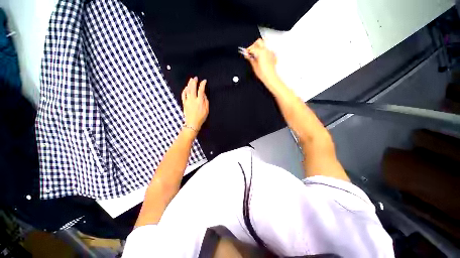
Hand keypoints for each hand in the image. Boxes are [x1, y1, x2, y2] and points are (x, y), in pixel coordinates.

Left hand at [181, 77, 208, 132]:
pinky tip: (186, 87)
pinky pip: (183, 94)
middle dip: (194, 82)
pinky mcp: (184, 103)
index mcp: (200, 101)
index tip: (204, 81)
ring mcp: (187, 100)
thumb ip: (206, 101)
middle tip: (195, 77)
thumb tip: (204, 94)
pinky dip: (184, 90)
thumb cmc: (201, 117)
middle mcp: (193, 99)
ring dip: (189, 84)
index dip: (202, 84)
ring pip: (187, 90)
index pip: (201, 90)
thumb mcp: (207, 110)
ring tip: (191, 80)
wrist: (192, 123)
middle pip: (193, 88)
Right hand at [243, 39, 280, 88]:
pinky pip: (267, 50)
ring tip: (255, 56)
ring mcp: (270, 52)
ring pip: (263, 45)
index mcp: (261, 52)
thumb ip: (250, 58)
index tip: (245, 53)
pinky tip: (261, 58)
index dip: (248, 50)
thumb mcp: (254, 66)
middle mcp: (266, 50)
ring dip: (258, 48)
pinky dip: (263, 52)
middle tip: (250, 52)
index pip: (252, 47)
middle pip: (259, 42)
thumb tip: (246, 54)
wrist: (270, 77)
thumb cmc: (263, 73)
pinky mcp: (273, 55)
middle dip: (253, 46)